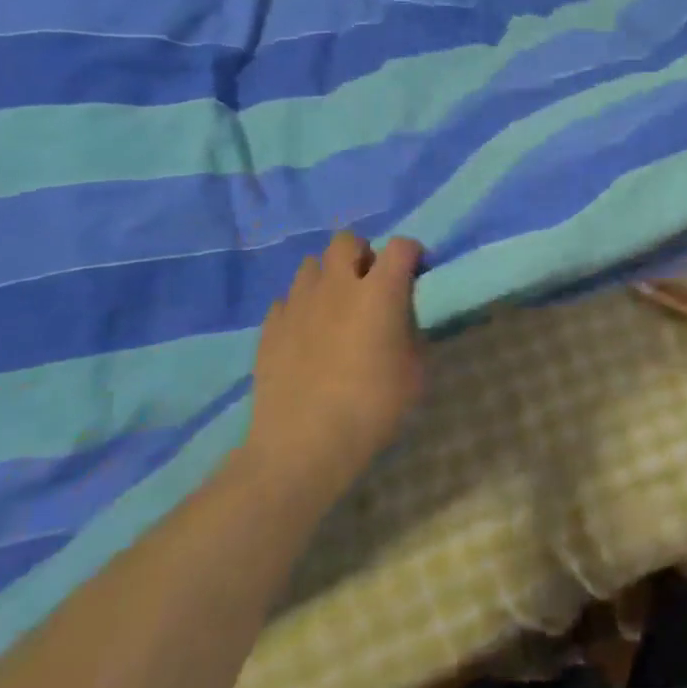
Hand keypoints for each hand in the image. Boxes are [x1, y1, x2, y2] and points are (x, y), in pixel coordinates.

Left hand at [236, 231, 424, 504]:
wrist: (302, 446)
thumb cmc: (372, 408)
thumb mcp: (414, 372)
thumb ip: (410, 331)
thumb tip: (400, 317)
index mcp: (379, 291)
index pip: (400, 246)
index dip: (411, 254)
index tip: (416, 273)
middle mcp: (337, 285)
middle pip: (347, 241)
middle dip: (362, 254)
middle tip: (370, 285)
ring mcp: (298, 303)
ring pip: (312, 265)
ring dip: (329, 277)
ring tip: (335, 307)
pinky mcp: (270, 326)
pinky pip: (287, 299)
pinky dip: (302, 307)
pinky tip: (307, 334)